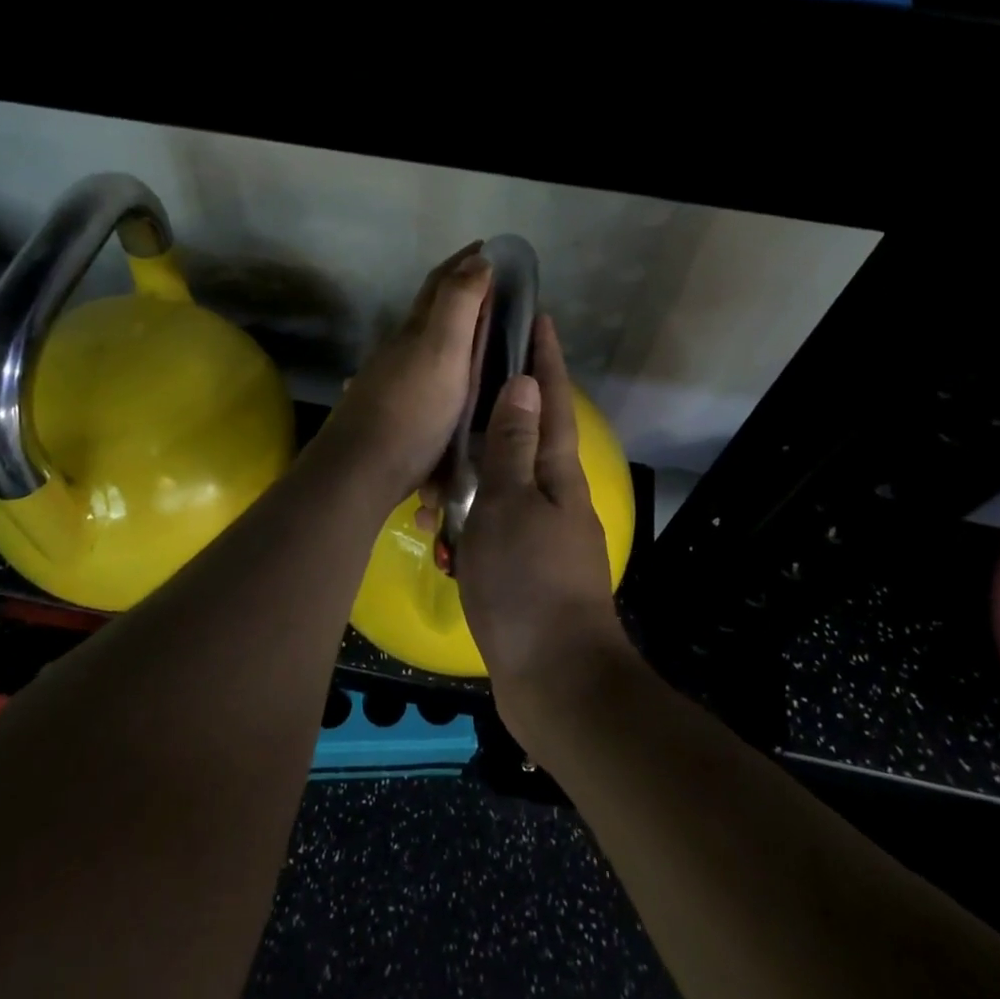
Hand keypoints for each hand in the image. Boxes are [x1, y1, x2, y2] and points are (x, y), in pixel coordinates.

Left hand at [317, 244, 490, 509]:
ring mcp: (390, 382)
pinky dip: (440, 373)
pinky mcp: (390, 413)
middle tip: (493, 295)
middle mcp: (399, 350)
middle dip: (459, 296)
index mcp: (416, 331)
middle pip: (430, 313)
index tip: (487, 245)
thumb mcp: (442, 351)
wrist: (361, 469)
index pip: (440, 284)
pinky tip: (447, 388)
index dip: (464, 262)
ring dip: (449, 336)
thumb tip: (478, 258)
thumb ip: (458, 304)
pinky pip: (421, 383)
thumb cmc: (411, 409)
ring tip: (480, 342)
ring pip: (423, 348)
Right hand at [454, 315, 629, 742]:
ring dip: (477, 465)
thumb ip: (514, 446)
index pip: (552, 401)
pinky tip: (443, 518)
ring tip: (442, 448)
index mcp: (558, 475)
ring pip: (504, 482)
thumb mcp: (512, 505)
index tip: (538, 317)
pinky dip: (469, 514)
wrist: (555, 680)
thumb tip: (526, 384)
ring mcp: (541, 533)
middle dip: (506, 403)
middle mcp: (555, 497)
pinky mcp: (523, 566)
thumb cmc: (529, 584)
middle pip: (530, 436)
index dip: (546, 359)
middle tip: (471, 375)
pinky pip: (492, 523)